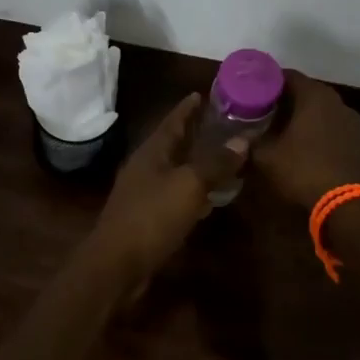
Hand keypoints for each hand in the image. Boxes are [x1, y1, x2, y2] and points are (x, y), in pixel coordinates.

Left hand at [88, 93, 234, 287]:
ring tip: (220, 158)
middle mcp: (145, 167)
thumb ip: (216, 162)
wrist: (116, 265)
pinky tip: (208, 199)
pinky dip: (192, 191)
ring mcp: (143, 193)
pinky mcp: (146, 218)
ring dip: (195, 163)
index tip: (204, 93)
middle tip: (221, 125)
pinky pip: (174, 195)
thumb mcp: (189, 185)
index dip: (188, 108)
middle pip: (172, 143)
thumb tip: (243, 139)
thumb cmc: (152, 216)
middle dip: (194, 133)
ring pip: (174, 170)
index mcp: (152, 152)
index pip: (172, 120)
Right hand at [250, 71, 359, 210]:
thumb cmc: (302, 169)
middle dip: (284, 98)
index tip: (252, 91)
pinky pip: (331, 124)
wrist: (345, 204)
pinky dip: (316, 128)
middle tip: (262, 108)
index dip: (268, 81)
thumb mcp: (267, 157)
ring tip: (280, 125)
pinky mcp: (357, 139)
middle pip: (305, 90)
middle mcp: (335, 100)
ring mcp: (350, 119)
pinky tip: (302, 142)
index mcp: (314, 94)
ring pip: (320, 108)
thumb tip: (236, 140)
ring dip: (302, 114)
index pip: (287, 75)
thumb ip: (250, 142)